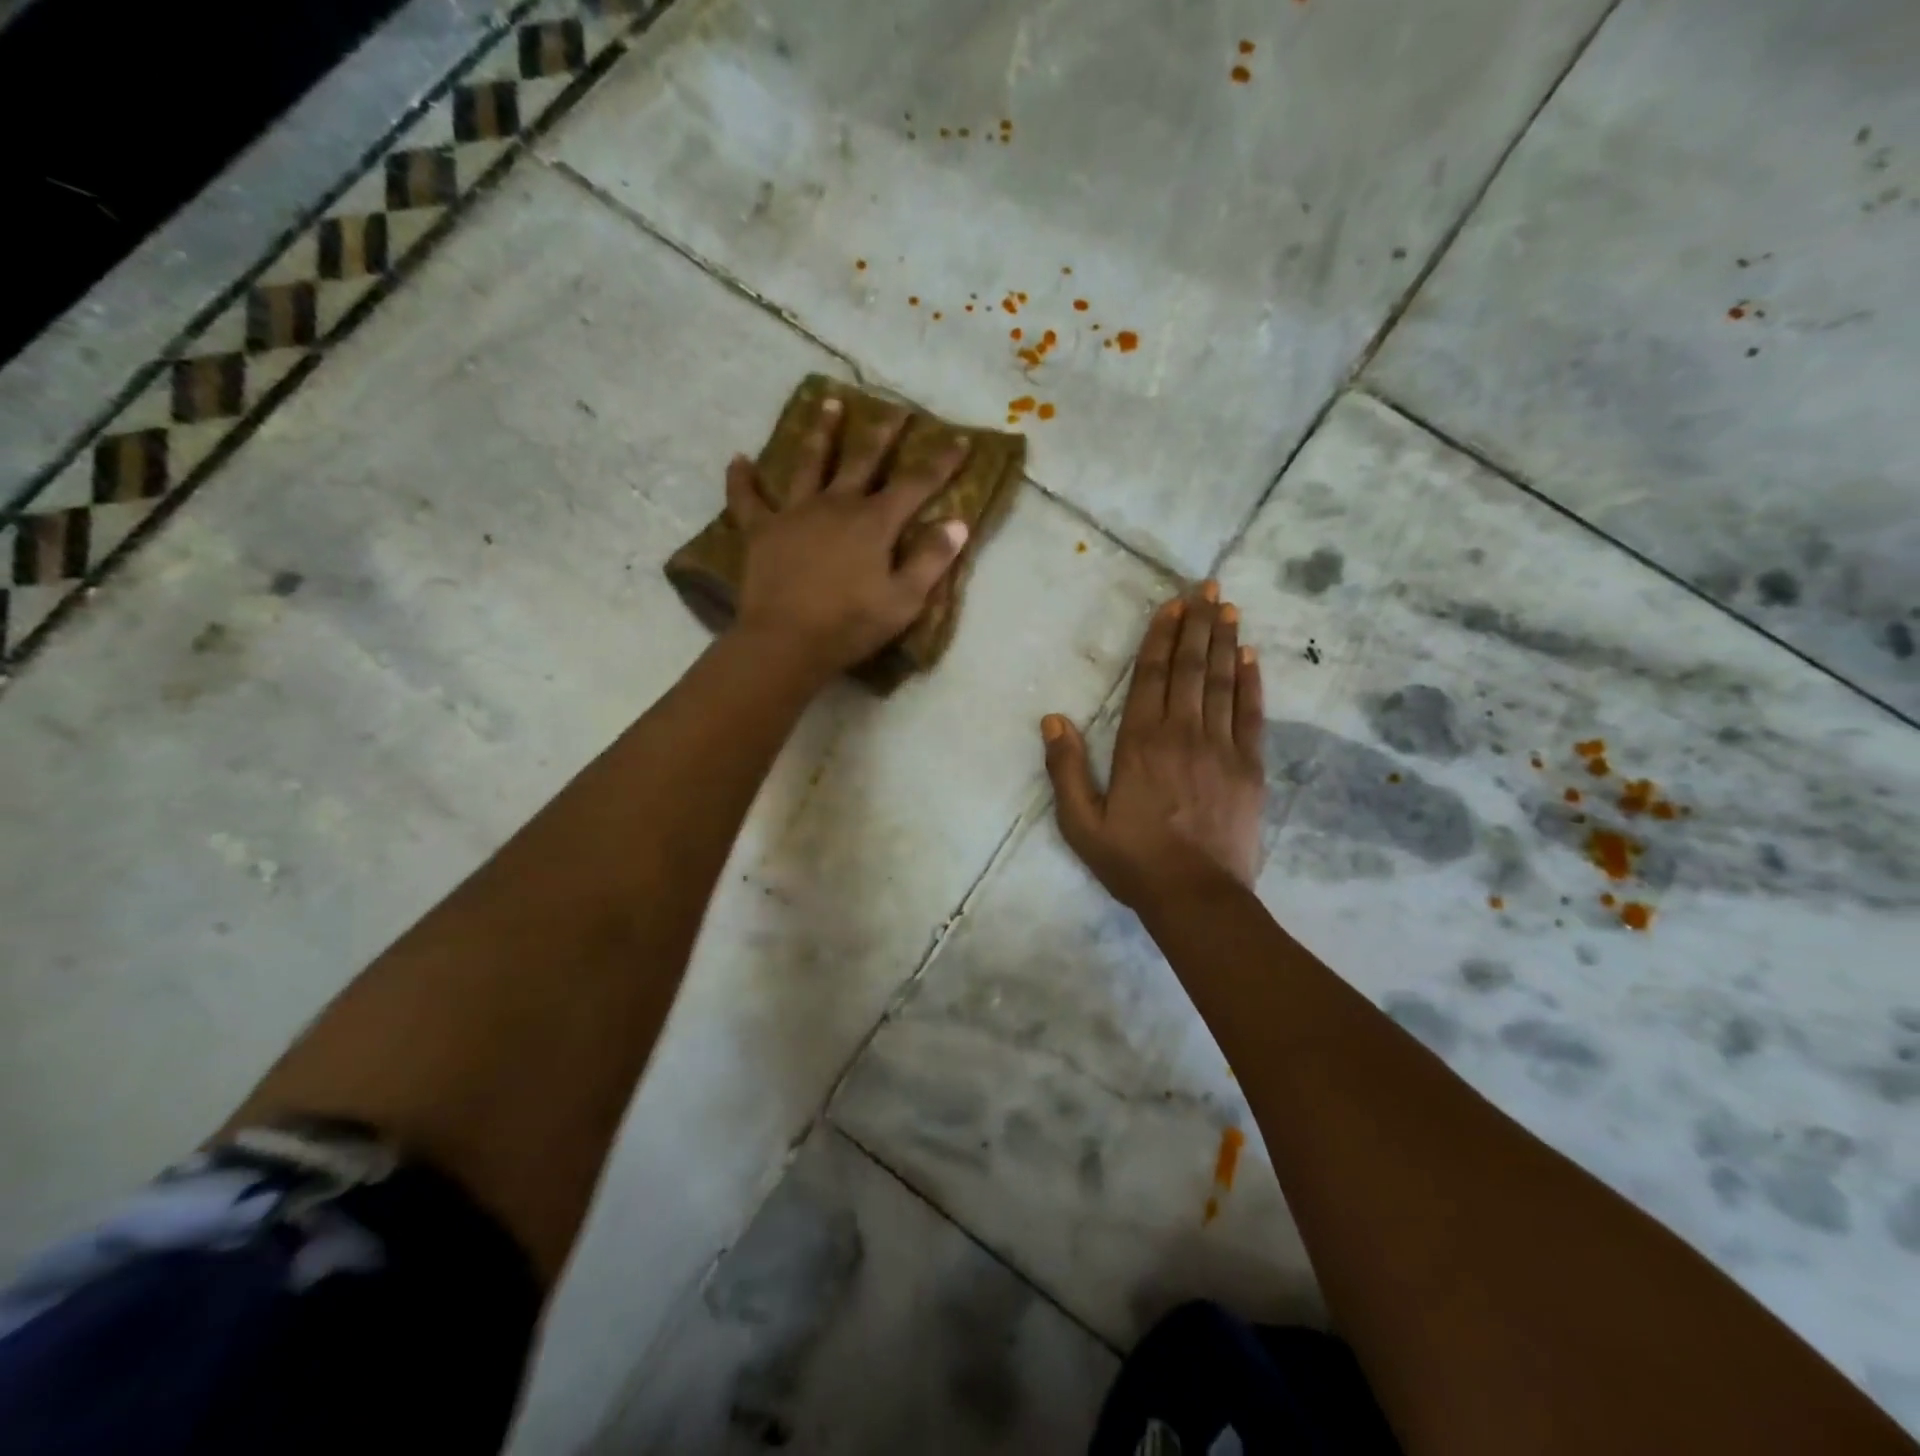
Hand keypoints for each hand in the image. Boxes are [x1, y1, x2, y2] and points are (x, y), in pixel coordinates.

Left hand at [727, 395, 969, 680]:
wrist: (786, 641)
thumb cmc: (850, 625)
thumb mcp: (904, 601)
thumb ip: (931, 560)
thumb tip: (957, 523)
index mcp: (874, 523)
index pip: (915, 484)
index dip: (941, 462)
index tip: (960, 440)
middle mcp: (836, 505)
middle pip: (863, 460)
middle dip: (883, 434)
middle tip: (895, 409)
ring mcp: (795, 513)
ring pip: (809, 463)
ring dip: (822, 433)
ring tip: (829, 403)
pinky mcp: (761, 531)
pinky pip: (747, 499)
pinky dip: (741, 479)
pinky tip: (738, 459)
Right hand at [1041, 585, 1266, 909]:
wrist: (1197, 898)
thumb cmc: (1133, 861)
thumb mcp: (1081, 823)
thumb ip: (1066, 769)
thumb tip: (1052, 720)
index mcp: (1140, 743)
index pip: (1152, 676)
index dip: (1162, 637)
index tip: (1173, 604)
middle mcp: (1183, 733)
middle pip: (1192, 668)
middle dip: (1199, 624)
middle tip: (1209, 587)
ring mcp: (1222, 748)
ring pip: (1223, 682)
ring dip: (1225, 642)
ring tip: (1229, 608)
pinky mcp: (1250, 767)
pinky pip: (1252, 714)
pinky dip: (1252, 682)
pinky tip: (1251, 657)